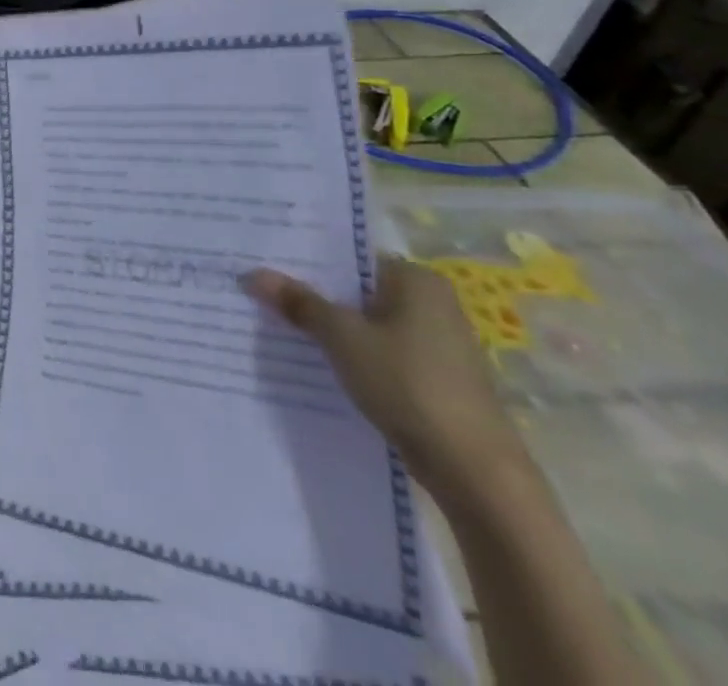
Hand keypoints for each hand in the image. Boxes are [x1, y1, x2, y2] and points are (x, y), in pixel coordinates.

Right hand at [243, 255, 532, 504]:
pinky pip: (382, 351)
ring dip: (332, 327)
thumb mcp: (341, 337)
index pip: (350, 257)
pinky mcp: (437, 378)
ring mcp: (439, 343)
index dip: (307, 260)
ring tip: (281, 324)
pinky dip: (354, 354)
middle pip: (358, 290)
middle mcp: (434, 303)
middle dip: (315, 294)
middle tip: (264, 291)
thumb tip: (252, 274)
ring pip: (369, 323)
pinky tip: (319, 361)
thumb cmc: (408, 383)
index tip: (268, 264)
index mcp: (417, 279)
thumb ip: (299, 302)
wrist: (475, 471)